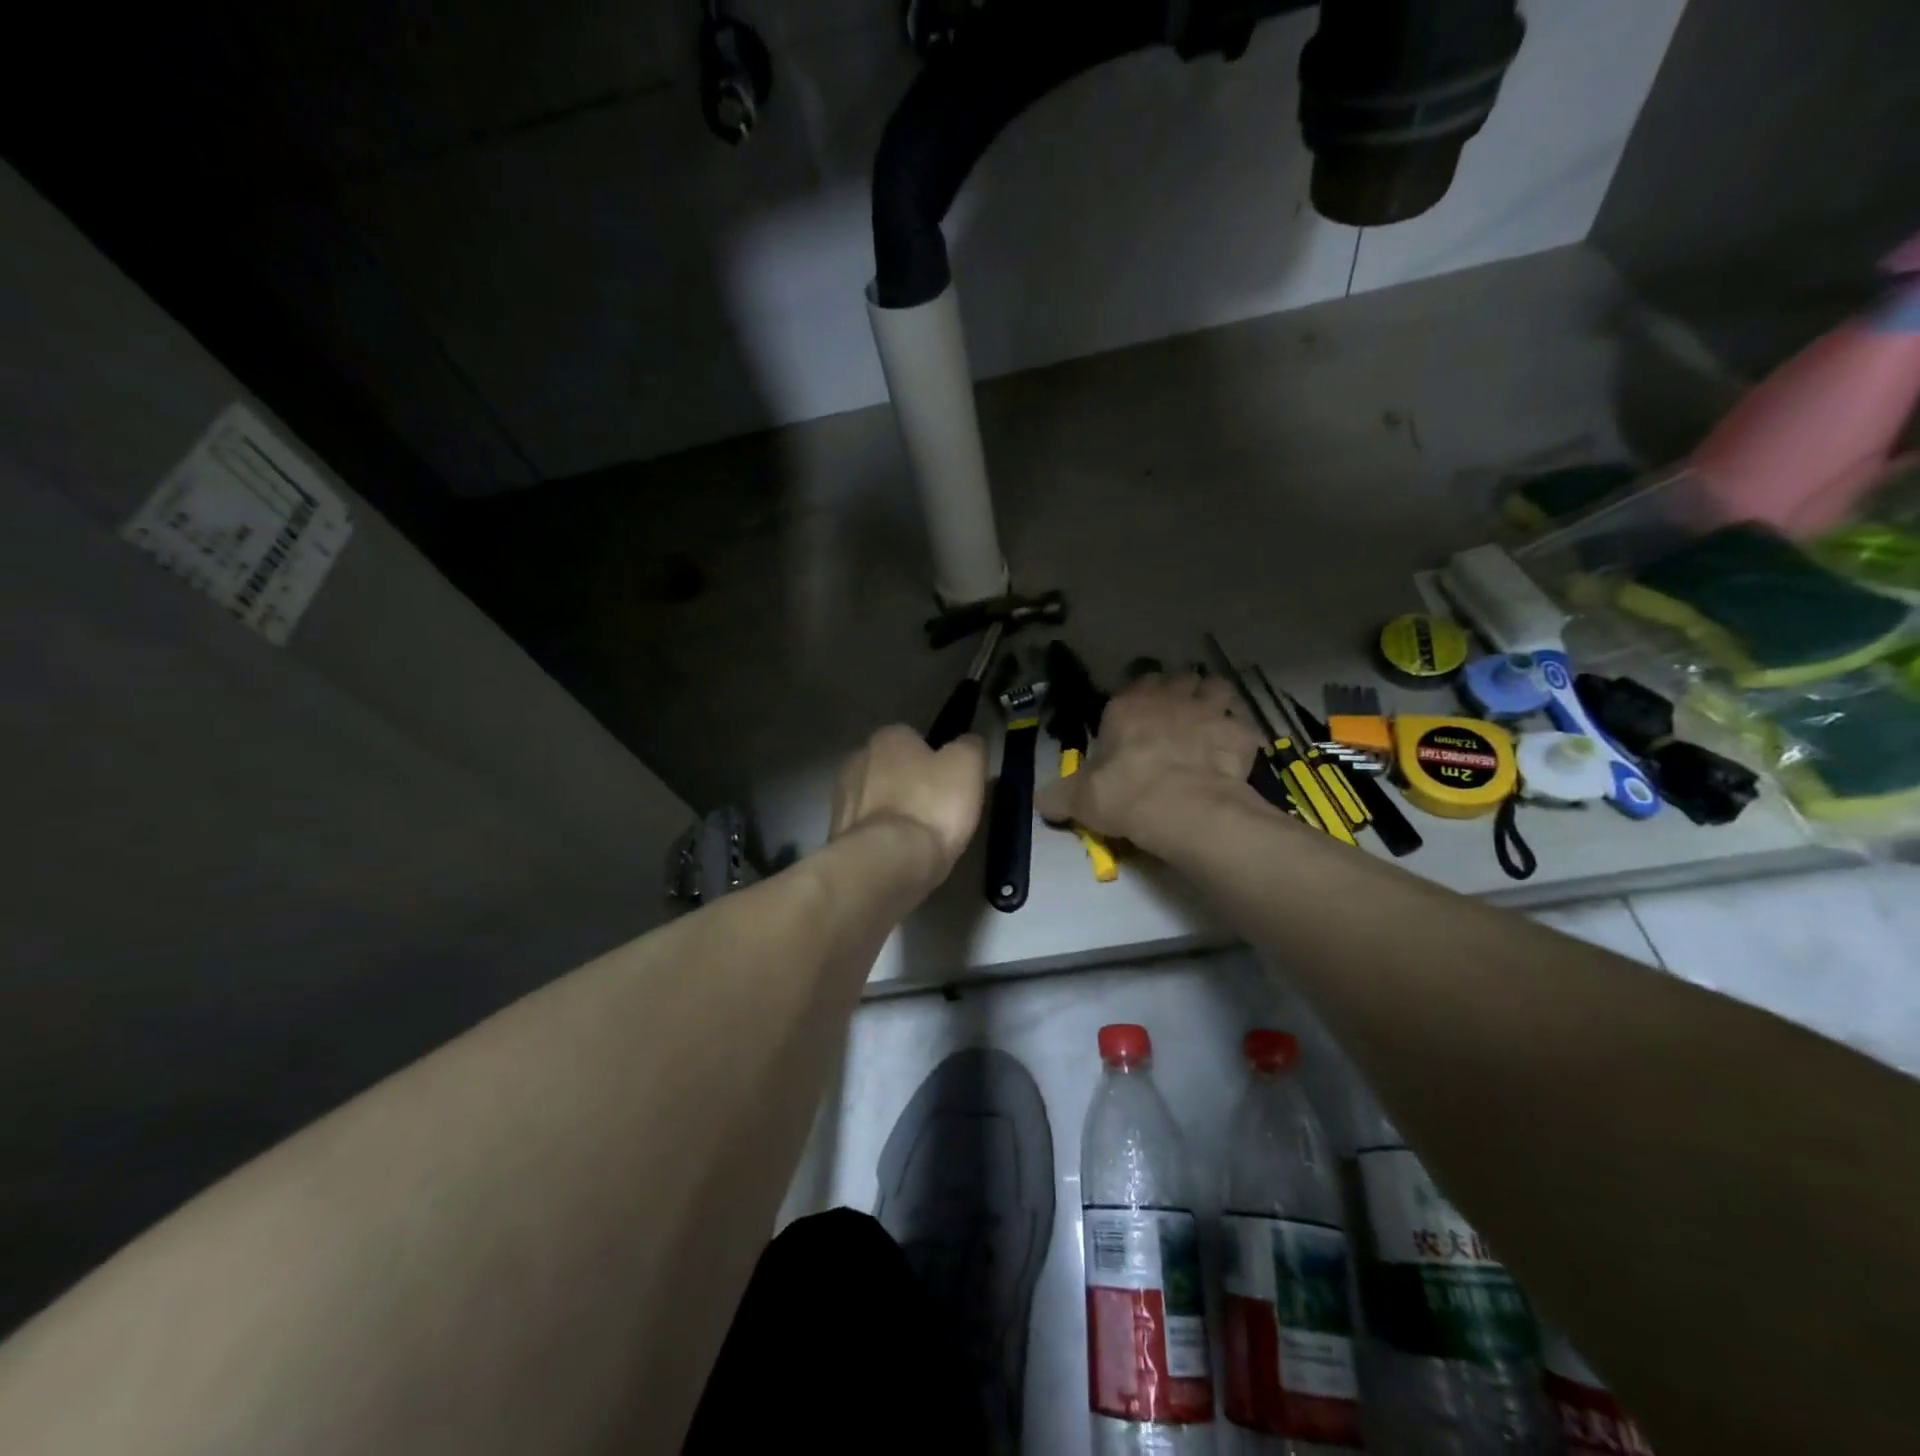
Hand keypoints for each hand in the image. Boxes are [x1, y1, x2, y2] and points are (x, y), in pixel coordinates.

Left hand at [831, 725, 987, 883]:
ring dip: (892, 813)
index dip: (933, 758)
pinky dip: (880, 839)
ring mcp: (840, 799)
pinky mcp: (837, 835)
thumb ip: (969, 746)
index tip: (949, 782)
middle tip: (936, 810)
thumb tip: (967, 743)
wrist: (887, 863)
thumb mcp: (968, 765)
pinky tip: (899, 855)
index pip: (912, 738)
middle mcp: (857, 760)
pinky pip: (866, 831)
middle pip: (890, 769)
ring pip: (875, 800)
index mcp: (887, 738)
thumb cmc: (931, 805)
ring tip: (918, 838)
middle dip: (908, 784)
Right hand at [1036, 673, 1264, 846]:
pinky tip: (1235, 754)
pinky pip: (1245, 726)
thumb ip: (1060, 796)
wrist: (1182, 809)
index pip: (1137, 683)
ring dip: (1215, 701)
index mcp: (1128, 705)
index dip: (1141, 696)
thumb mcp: (1079, 799)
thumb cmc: (1124, 794)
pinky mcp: (1239, 734)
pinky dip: (1240, 737)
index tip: (1140, 715)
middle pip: (1181, 679)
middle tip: (1177, 718)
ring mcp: (1209, 712)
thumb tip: (1040, 802)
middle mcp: (1170, 698)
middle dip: (1180, 693)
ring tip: (1210, 723)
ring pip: (1218, 688)